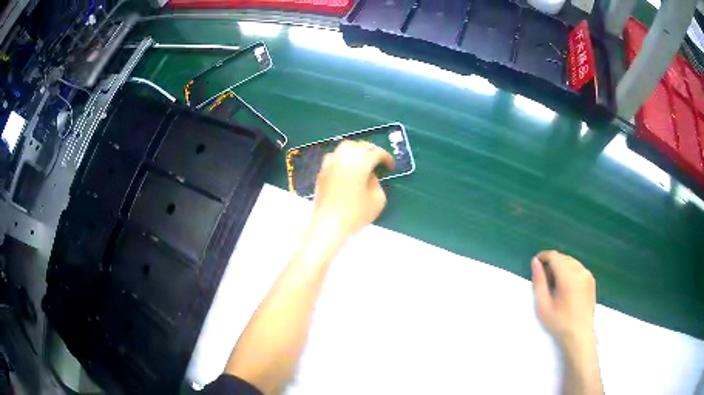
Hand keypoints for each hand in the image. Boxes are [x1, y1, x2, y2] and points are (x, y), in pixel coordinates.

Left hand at [309, 140, 394, 238]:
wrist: (328, 225)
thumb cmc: (356, 214)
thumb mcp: (378, 200)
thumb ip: (377, 183)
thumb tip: (370, 175)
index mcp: (360, 163)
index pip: (376, 152)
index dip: (386, 158)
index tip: (391, 167)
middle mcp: (344, 157)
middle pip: (360, 145)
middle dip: (372, 150)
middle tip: (379, 160)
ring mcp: (330, 163)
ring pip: (345, 147)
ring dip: (357, 149)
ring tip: (363, 160)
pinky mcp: (322, 171)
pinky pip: (334, 156)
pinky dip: (343, 156)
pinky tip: (347, 167)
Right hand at [531, 250, 596, 347]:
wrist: (579, 335)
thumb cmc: (559, 323)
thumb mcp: (543, 306)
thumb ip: (539, 282)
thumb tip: (535, 262)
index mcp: (568, 277)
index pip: (554, 256)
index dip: (543, 257)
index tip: (536, 264)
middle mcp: (580, 271)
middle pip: (563, 258)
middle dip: (552, 263)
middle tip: (544, 279)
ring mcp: (587, 275)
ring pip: (571, 262)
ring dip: (561, 267)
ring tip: (554, 285)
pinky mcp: (591, 280)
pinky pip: (578, 268)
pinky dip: (569, 271)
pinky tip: (565, 287)